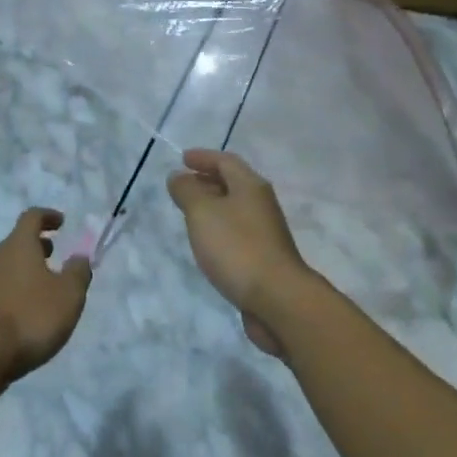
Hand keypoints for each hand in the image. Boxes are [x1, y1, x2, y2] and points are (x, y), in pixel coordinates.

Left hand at [0, 209, 92, 383]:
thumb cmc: (31, 317)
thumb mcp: (69, 295)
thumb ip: (78, 272)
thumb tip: (79, 256)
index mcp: (18, 245)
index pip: (32, 217)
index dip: (48, 216)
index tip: (61, 222)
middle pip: (17, 241)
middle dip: (37, 245)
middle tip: (54, 255)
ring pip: (6, 265)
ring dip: (25, 268)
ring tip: (43, 286)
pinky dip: (14, 289)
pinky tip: (25, 310)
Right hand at [167, 149, 310, 359]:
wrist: (278, 299)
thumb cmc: (237, 247)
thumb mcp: (202, 212)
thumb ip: (187, 191)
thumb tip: (178, 176)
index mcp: (250, 186)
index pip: (225, 161)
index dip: (203, 157)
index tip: (182, 159)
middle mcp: (261, 204)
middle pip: (232, 183)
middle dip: (207, 180)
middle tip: (183, 185)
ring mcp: (265, 232)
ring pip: (234, 209)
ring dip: (212, 206)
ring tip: (190, 213)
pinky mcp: (264, 257)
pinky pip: (237, 232)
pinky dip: (219, 229)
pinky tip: (207, 243)